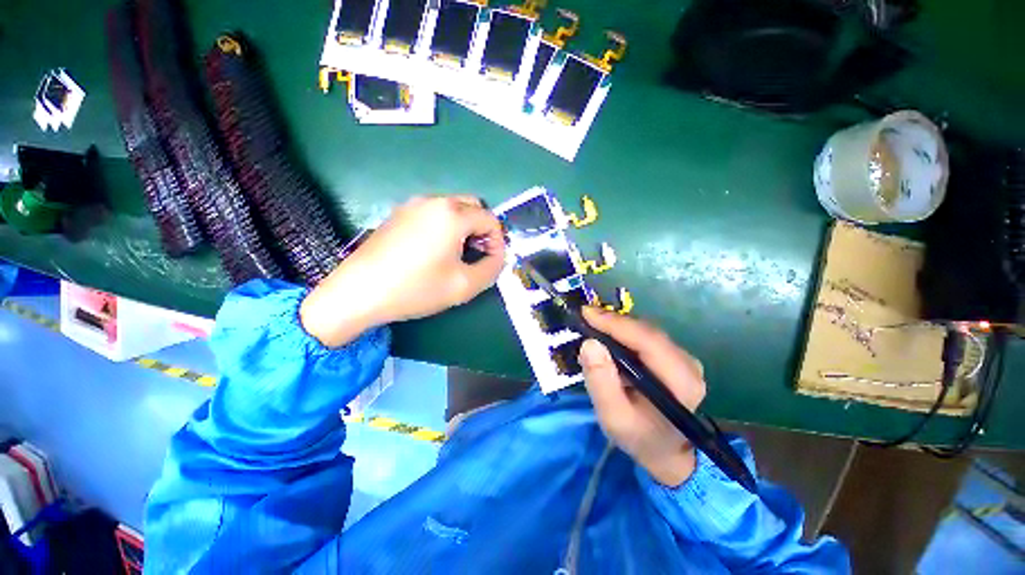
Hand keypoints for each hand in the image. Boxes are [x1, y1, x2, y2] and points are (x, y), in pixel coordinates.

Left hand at [301, 196, 505, 346]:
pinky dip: (444, 226)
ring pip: (453, 208)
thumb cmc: (416, 288)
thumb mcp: (464, 285)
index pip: (490, 220)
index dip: (498, 241)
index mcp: (452, 214)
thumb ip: (492, 269)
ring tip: (457, 255)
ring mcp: (412, 205)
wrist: (358, 292)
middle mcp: (433, 201)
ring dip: (464, 228)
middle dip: (482, 230)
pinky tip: (434, 251)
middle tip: (477, 255)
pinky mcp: (398, 214)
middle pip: (473, 207)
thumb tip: (498, 257)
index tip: (492, 262)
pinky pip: (433, 213)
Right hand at [579, 307, 706, 486]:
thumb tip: (590, 343)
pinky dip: (622, 333)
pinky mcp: (674, 356)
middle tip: (584, 318)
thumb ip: (600, 382)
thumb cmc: (638, 437)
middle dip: (613, 322)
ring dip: (616, 326)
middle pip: (646, 331)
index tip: (586, 313)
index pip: (647, 340)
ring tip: (591, 325)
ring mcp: (683, 358)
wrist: (663, 450)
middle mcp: (688, 363)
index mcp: (681, 380)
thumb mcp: (613, 417)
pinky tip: (606, 336)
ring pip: (645, 330)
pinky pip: (644, 336)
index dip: (615, 323)